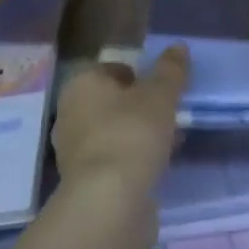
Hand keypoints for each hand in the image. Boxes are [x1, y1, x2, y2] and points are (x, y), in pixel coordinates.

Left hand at [51, 46, 188, 207]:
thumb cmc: (132, 134)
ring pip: (113, 132)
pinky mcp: (84, 182)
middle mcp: (70, 113)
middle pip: (112, 102)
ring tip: (170, 141)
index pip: (112, 69)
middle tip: (169, 114)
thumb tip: (178, 46)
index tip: (163, 88)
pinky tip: (157, 166)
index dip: (139, 75)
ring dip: (139, 134)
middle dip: (140, 107)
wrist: (108, 202)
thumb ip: (170, 70)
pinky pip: (114, 160)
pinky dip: (133, 159)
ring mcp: (74, 150)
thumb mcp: (160, 95)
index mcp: (82, 85)